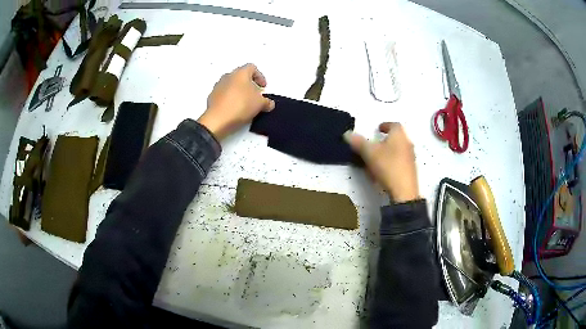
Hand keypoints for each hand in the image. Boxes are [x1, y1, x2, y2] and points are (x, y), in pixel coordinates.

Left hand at [198, 64, 274, 139]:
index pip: (252, 68)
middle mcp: (228, 76)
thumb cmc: (241, 105)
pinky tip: (235, 110)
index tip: (263, 87)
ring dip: (239, 91)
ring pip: (231, 85)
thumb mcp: (260, 104)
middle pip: (240, 76)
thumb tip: (269, 103)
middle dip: (249, 84)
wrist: (218, 120)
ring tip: (245, 104)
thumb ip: (267, 102)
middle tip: (255, 95)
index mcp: (240, 73)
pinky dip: (230, 99)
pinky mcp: (211, 97)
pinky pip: (224, 95)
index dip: (260, 76)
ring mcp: (218, 86)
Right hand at [344, 123, 419, 202]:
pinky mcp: (410, 172)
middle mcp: (407, 144)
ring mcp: (410, 159)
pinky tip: (381, 173)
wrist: (404, 191)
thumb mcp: (369, 153)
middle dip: (386, 140)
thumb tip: (347, 133)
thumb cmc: (388, 166)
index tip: (378, 129)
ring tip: (375, 160)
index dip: (386, 125)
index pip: (394, 125)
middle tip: (375, 144)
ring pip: (398, 151)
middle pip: (397, 138)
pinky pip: (399, 163)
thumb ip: (358, 142)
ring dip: (388, 153)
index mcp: (399, 136)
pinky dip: (390, 163)